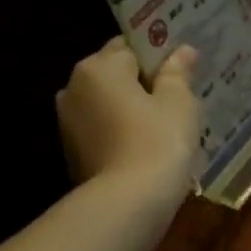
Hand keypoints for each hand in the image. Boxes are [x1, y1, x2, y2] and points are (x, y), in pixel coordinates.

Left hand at [56, 40, 200, 201]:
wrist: (128, 203)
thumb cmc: (158, 143)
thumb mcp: (179, 104)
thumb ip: (177, 74)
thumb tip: (182, 51)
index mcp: (98, 67)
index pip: (130, 48)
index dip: (157, 59)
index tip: (180, 76)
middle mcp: (73, 88)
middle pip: (114, 77)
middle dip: (141, 86)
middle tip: (176, 104)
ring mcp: (68, 125)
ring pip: (107, 108)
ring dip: (130, 114)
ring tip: (163, 132)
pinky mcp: (72, 155)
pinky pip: (103, 135)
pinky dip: (121, 138)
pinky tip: (146, 153)